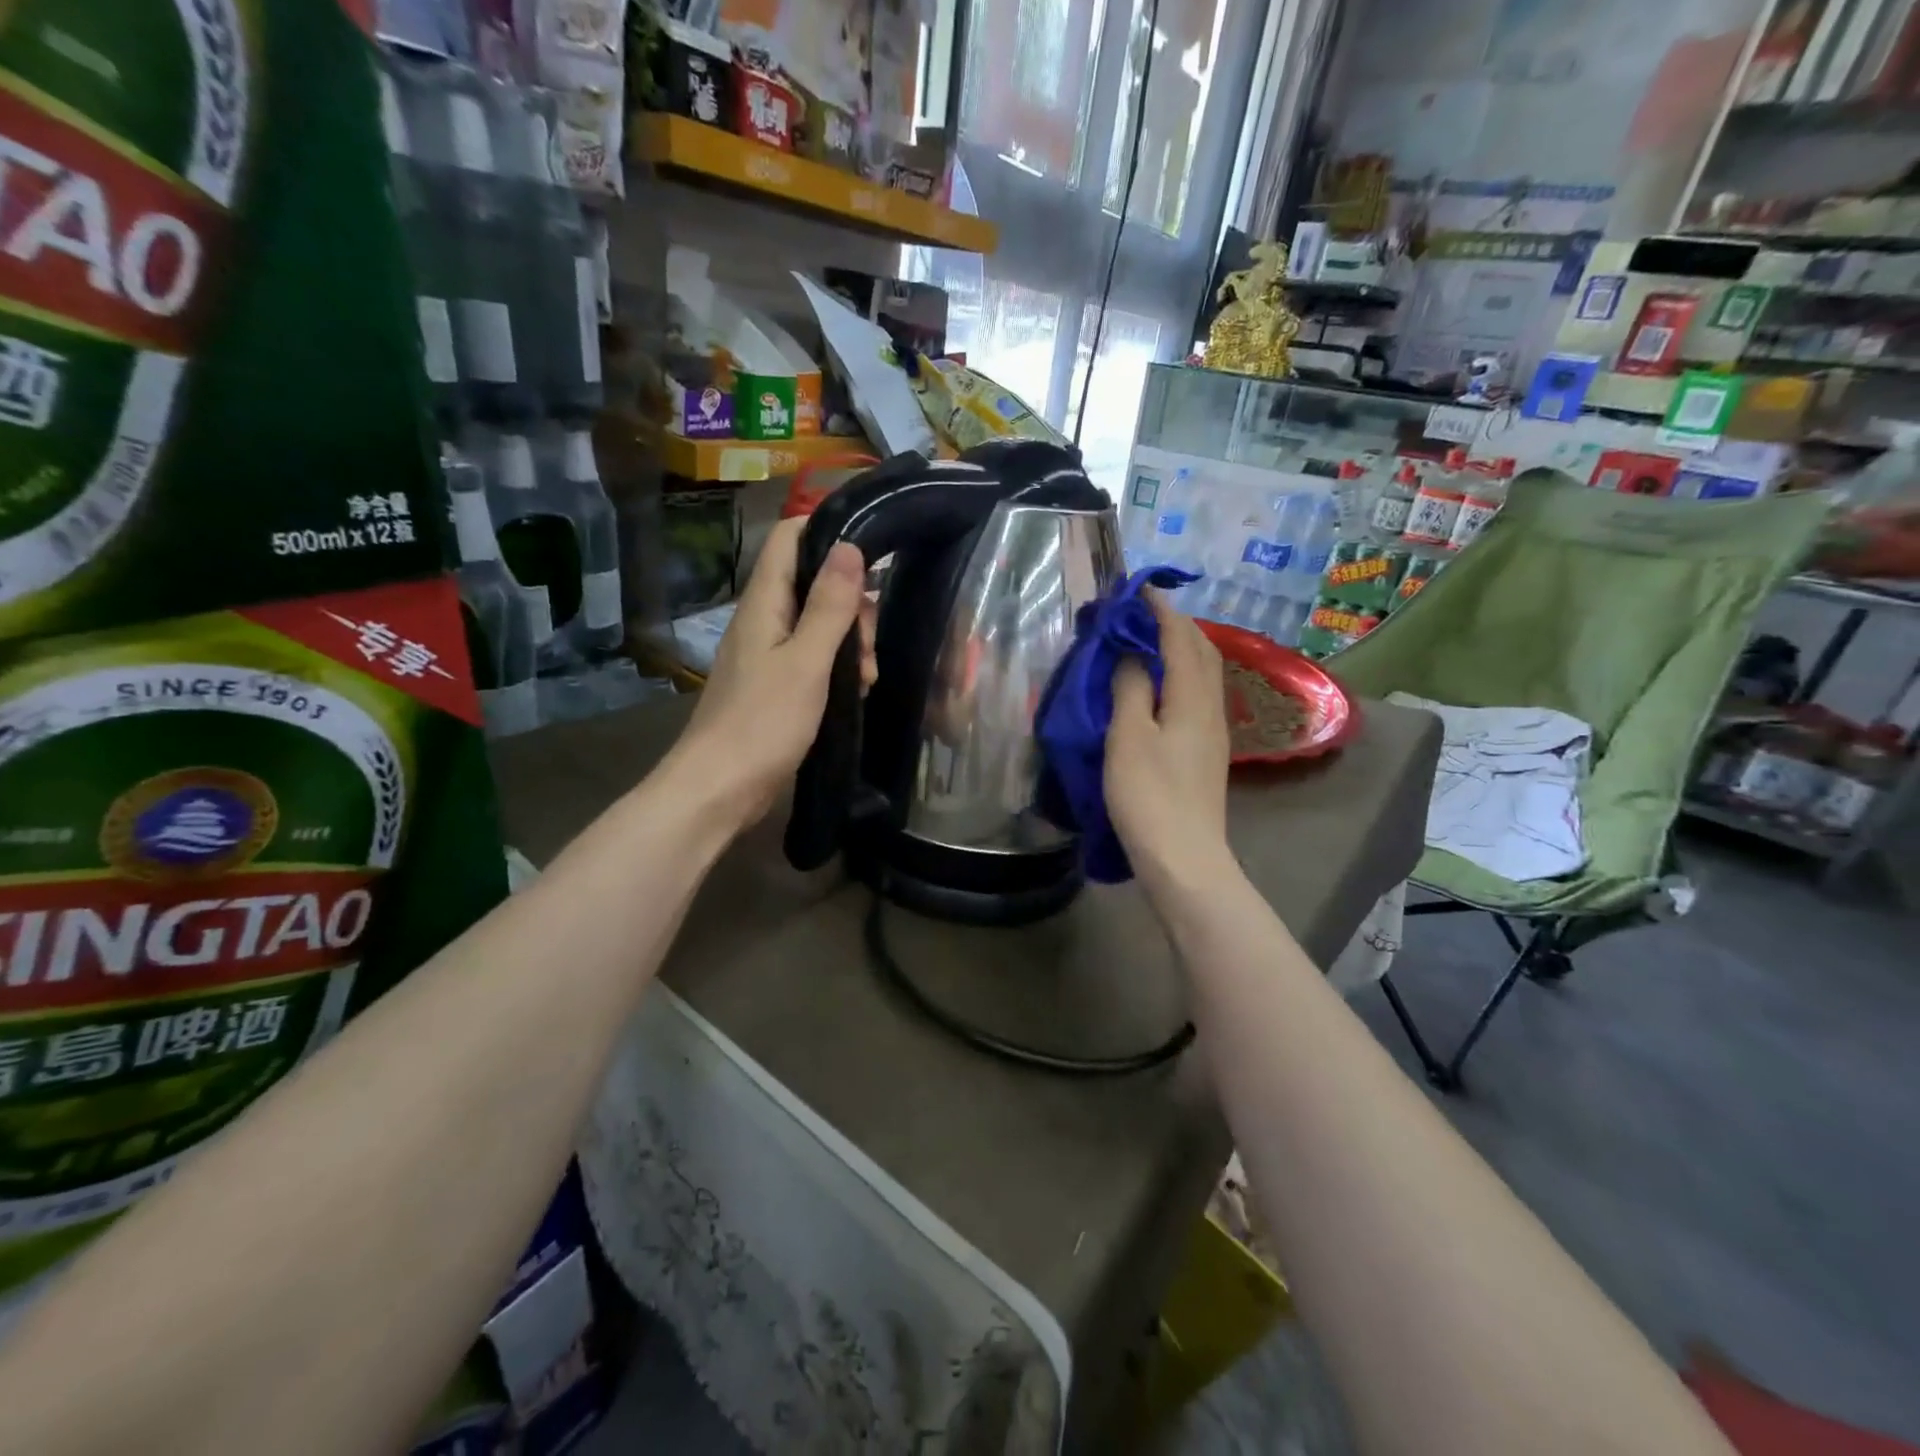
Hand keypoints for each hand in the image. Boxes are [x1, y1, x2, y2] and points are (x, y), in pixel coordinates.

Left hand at [669, 517, 875, 828]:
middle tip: (870, 645)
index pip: (791, 537)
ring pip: (820, 624)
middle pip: (815, 583)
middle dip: (853, 605)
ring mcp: (769, 653)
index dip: (829, 530)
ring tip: (867, 678)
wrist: (720, 789)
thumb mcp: (807, 662)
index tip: (874, 550)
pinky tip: (856, 692)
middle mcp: (764, 619)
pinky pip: (815, 658)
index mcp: (765, 603)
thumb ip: (830, 606)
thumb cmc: (762, 723)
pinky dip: (839, 668)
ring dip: (851, 642)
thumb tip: (850, 545)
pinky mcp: (776, 684)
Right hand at [1104, 591, 1231, 890]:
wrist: (1184, 859)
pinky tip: (1159, 687)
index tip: (1134, 590)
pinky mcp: (1205, 753)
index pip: (1180, 638)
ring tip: (1146, 642)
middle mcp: (1210, 708)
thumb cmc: (1149, 796)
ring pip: (1203, 674)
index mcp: (1192, 698)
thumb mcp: (1128, 737)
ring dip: (1179, 649)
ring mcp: (1212, 732)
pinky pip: (1197, 695)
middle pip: (1201, 651)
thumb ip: (1130, 688)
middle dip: (1174, 624)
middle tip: (1139, 613)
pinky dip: (1179, 675)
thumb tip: (1131, 652)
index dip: (1159, 610)